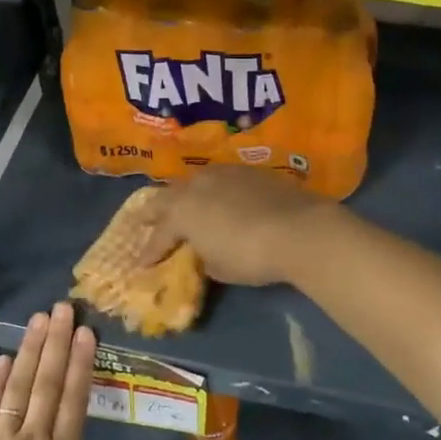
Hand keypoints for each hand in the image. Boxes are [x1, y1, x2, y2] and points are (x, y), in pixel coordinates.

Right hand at [141, 167, 338, 285]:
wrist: (299, 229)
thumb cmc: (251, 256)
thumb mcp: (220, 268)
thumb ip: (204, 257)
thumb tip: (204, 252)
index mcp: (182, 212)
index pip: (159, 234)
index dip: (150, 251)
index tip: (141, 264)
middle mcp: (196, 186)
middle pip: (166, 197)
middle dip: (154, 212)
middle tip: (144, 221)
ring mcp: (223, 173)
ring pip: (193, 181)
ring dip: (184, 195)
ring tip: (181, 203)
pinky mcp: (249, 171)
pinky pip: (220, 178)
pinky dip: (212, 190)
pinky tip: (218, 197)